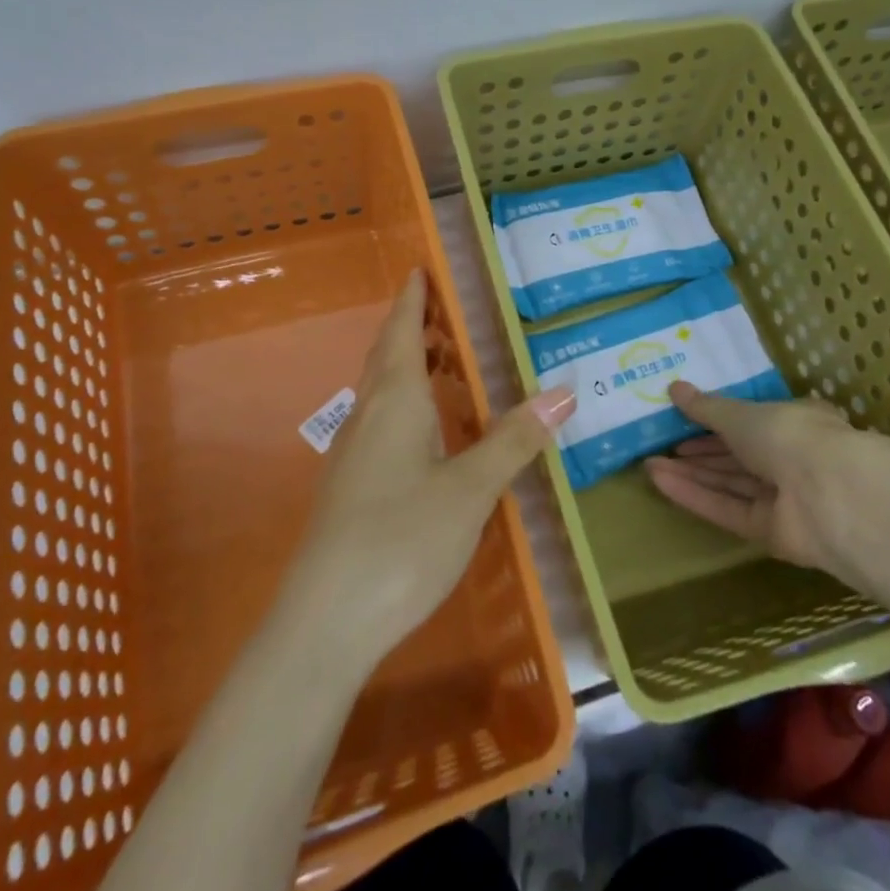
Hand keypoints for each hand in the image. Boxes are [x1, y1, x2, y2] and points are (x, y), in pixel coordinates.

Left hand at [289, 270, 574, 661]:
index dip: (412, 300)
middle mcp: (367, 417)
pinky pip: (379, 423)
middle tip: (440, 310)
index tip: (418, 269)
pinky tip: (423, 431)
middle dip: (410, 328)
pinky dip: (403, 404)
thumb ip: (514, 440)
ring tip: (439, 360)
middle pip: (386, 357)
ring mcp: (352, 454)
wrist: (325, 621)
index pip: (401, 333)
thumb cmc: (402, 540)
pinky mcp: (349, 487)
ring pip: (379, 392)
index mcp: (395, 402)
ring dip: (405, 366)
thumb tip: (564, 392)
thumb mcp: (471, 489)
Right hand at [642, 382, 855, 569]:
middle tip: (660, 446)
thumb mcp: (740, 414)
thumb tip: (674, 387)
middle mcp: (791, 460)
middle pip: (737, 457)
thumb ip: (706, 407)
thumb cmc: (789, 435)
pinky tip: (661, 482)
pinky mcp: (772, 532)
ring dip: (691, 474)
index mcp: (795, 423)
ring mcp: (784, 499)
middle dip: (699, 452)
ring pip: (730, 484)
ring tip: (648, 464)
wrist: (829, 494)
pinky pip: (728, 509)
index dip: (716, 422)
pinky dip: (696, 496)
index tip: (682, 420)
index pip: (752, 422)